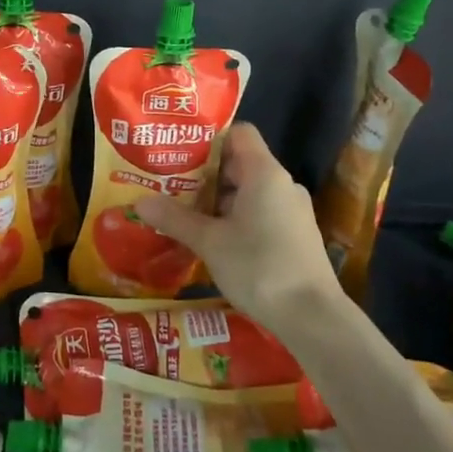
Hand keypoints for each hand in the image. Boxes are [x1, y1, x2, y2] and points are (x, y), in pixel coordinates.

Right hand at [133, 124, 340, 329]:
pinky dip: (236, 218)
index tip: (179, 152)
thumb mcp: (210, 242)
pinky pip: (260, 212)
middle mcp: (282, 184)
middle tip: (169, 184)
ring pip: (248, 191)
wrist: (313, 318)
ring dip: (217, 200)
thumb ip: (175, 218)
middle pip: (239, 163)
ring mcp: (292, 210)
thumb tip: (139, 201)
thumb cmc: (259, 267)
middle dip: (204, 173)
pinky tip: (213, 239)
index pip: (238, 133)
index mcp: (264, 173)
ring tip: (184, 213)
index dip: (209, 138)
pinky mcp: (295, 235)